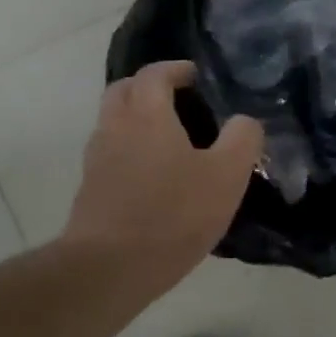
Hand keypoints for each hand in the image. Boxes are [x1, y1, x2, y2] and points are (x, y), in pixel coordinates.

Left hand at [63, 61, 262, 294]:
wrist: (109, 267)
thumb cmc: (173, 214)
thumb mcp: (227, 176)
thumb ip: (242, 140)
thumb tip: (245, 121)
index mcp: (146, 114)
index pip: (154, 73)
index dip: (175, 69)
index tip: (196, 76)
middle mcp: (114, 127)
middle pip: (124, 90)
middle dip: (148, 87)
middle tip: (178, 100)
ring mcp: (97, 159)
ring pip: (113, 122)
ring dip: (136, 119)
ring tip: (170, 139)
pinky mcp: (90, 188)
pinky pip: (110, 153)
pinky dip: (129, 149)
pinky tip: (153, 175)